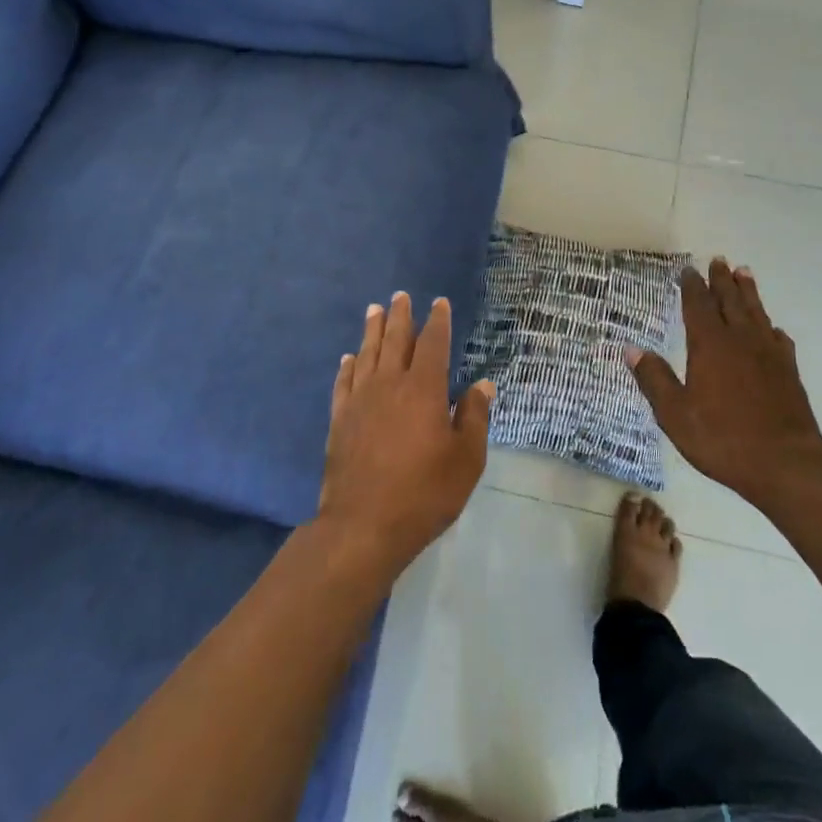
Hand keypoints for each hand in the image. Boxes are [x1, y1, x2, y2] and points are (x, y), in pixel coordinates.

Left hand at [318, 293, 492, 574]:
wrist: (363, 526)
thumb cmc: (424, 493)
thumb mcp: (466, 459)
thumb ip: (474, 417)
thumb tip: (482, 385)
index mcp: (423, 389)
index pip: (432, 344)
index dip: (437, 321)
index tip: (438, 303)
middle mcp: (389, 385)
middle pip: (395, 340)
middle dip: (400, 316)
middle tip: (400, 295)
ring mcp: (360, 401)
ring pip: (367, 354)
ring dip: (372, 330)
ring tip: (374, 310)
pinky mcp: (340, 420)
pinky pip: (344, 383)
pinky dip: (348, 366)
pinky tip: (348, 358)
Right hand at [627, 259, 821, 513]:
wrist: (787, 464)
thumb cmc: (723, 439)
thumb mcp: (675, 414)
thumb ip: (654, 379)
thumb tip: (631, 349)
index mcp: (710, 346)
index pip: (698, 306)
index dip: (692, 286)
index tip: (688, 270)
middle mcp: (740, 340)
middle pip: (730, 301)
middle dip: (722, 280)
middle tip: (719, 260)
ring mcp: (768, 354)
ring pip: (756, 313)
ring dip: (748, 292)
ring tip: (745, 273)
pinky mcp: (789, 372)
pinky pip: (779, 339)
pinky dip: (771, 328)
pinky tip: (772, 329)